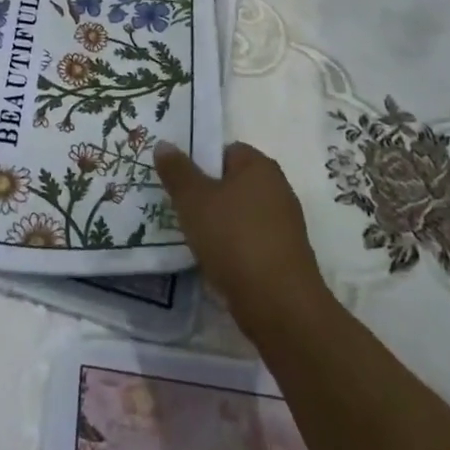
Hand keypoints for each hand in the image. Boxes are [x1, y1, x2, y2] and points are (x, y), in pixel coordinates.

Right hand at [155, 140, 326, 333]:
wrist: (279, 305)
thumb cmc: (234, 238)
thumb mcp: (193, 199)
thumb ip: (177, 170)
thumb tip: (164, 144)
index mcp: (260, 166)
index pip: (225, 150)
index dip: (200, 162)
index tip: (179, 181)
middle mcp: (278, 189)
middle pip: (232, 183)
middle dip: (207, 194)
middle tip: (179, 208)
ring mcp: (284, 225)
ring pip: (240, 214)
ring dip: (218, 223)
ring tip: (193, 237)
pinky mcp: (285, 256)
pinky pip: (250, 240)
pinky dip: (233, 247)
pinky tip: (215, 261)